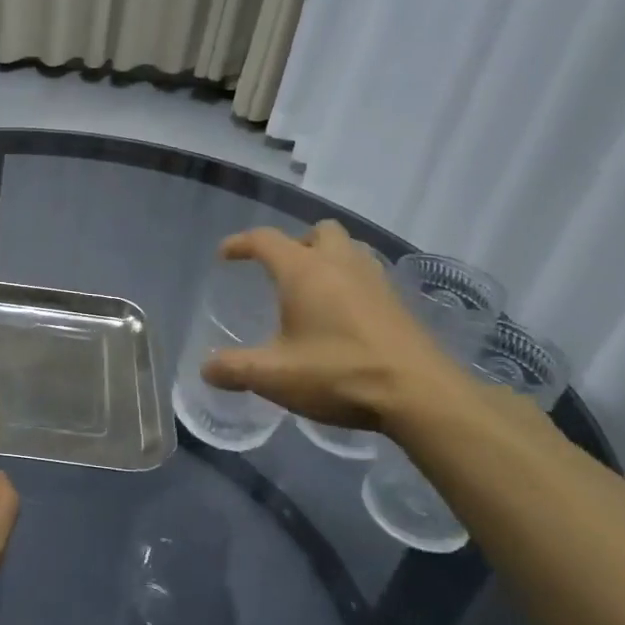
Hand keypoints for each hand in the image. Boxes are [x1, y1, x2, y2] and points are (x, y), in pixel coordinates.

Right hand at [200, 222, 461, 429]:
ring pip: (349, 249)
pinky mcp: (398, 302)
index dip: (241, 243)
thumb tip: (206, 368)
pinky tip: (343, 316)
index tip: (225, 255)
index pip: (266, 239)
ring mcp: (375, 280)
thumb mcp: (273, 376)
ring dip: (327, 259)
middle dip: (295, 243)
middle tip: (280, 272)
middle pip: (318, 231)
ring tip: (312, 290)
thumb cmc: (338, 373)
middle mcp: (340, 264)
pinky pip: (367, 274)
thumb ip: (233, 369)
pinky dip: (349, 282)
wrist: (419, 393)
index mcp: (304, 271)